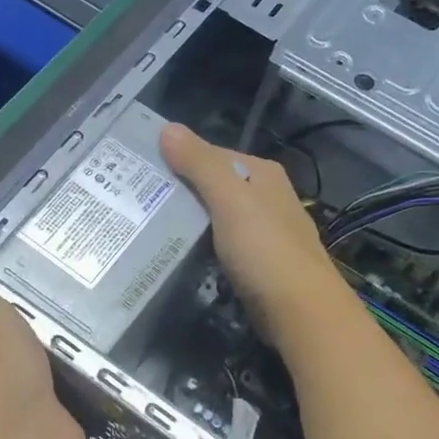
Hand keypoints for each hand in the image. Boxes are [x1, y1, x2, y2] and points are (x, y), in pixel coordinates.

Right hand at [159, 124, 357, 352]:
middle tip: (139, 201)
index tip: (142, 172)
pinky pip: (222, 245)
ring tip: (149, 227)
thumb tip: (167, 127)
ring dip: (190, 221)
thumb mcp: (229, 199)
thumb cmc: (264, 249)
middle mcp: (266, 196)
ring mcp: (264, 231)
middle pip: (215, 185)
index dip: (178, 160)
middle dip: (182, 192)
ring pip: (218, 217)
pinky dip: (202, 246)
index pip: (212, 155)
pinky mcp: (258, 263)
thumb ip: (199, 164)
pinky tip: (181, 254)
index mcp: (262, 173)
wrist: (300, 310)